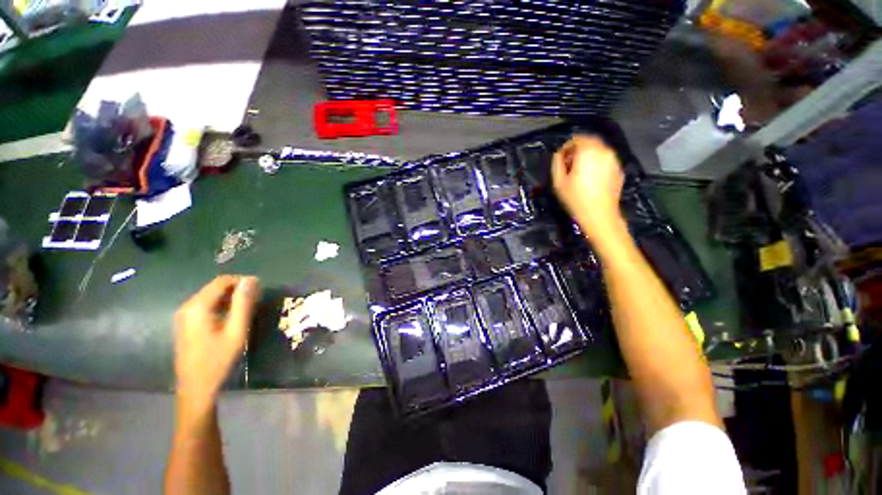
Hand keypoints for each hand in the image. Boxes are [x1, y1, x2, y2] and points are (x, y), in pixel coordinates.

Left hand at [173, 276, 259, 406]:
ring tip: (248, 307)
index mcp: (198, 307)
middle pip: (215, 287)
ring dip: (230, 297)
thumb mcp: (236, 331)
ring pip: (211, 296)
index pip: (222, 281)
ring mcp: (184, 316)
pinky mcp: (186, 323)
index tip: (260, 288)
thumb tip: (252, 280)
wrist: (196, 387)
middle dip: (237, 289)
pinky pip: (205, 306)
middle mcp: (187, 307)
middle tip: (257, 299)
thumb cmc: (218, 360)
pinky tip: (233, 316)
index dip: (242, 281)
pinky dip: (221, 305)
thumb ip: (243, 304)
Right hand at [552, 135, 625, 241]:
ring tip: (579, 171)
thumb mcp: (558, 182)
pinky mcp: (618, 169)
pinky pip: (605, 160)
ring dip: (588, 155)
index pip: (576, 139)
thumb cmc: (575, 198)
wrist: (599, 215)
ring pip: (598, 150)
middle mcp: (604, 151)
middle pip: (589, 142)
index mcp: (588, 152)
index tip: (560, 159)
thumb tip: (559, 154)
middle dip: (577, 150)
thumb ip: (557, 163)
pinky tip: (590, 177)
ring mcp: (614, 160)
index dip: (566, 147)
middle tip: (569, 164)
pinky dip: (597, 162)